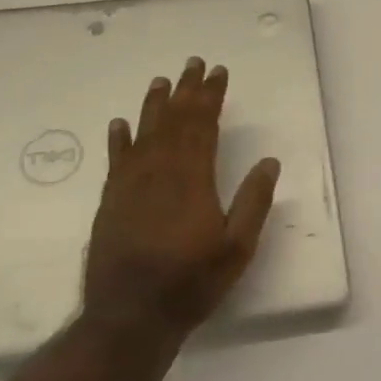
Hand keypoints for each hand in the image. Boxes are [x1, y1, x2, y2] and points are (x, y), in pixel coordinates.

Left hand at [83, 57, 280, 338]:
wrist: (129, 316)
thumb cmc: (190, 282)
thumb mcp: (237, 248)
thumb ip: (253, 202)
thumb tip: (269, 162)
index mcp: (192, 178)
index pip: (202, 125)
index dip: (211, 97)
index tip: (218, 73)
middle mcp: (158, 172)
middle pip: (174, 121)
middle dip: (186, 91)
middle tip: (194, 64)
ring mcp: (130, 185)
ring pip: (144, 133)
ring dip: (155, 105)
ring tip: (162, 81)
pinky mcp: (111, 201)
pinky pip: (116, 159)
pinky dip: (120, 138)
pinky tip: (120, 124)